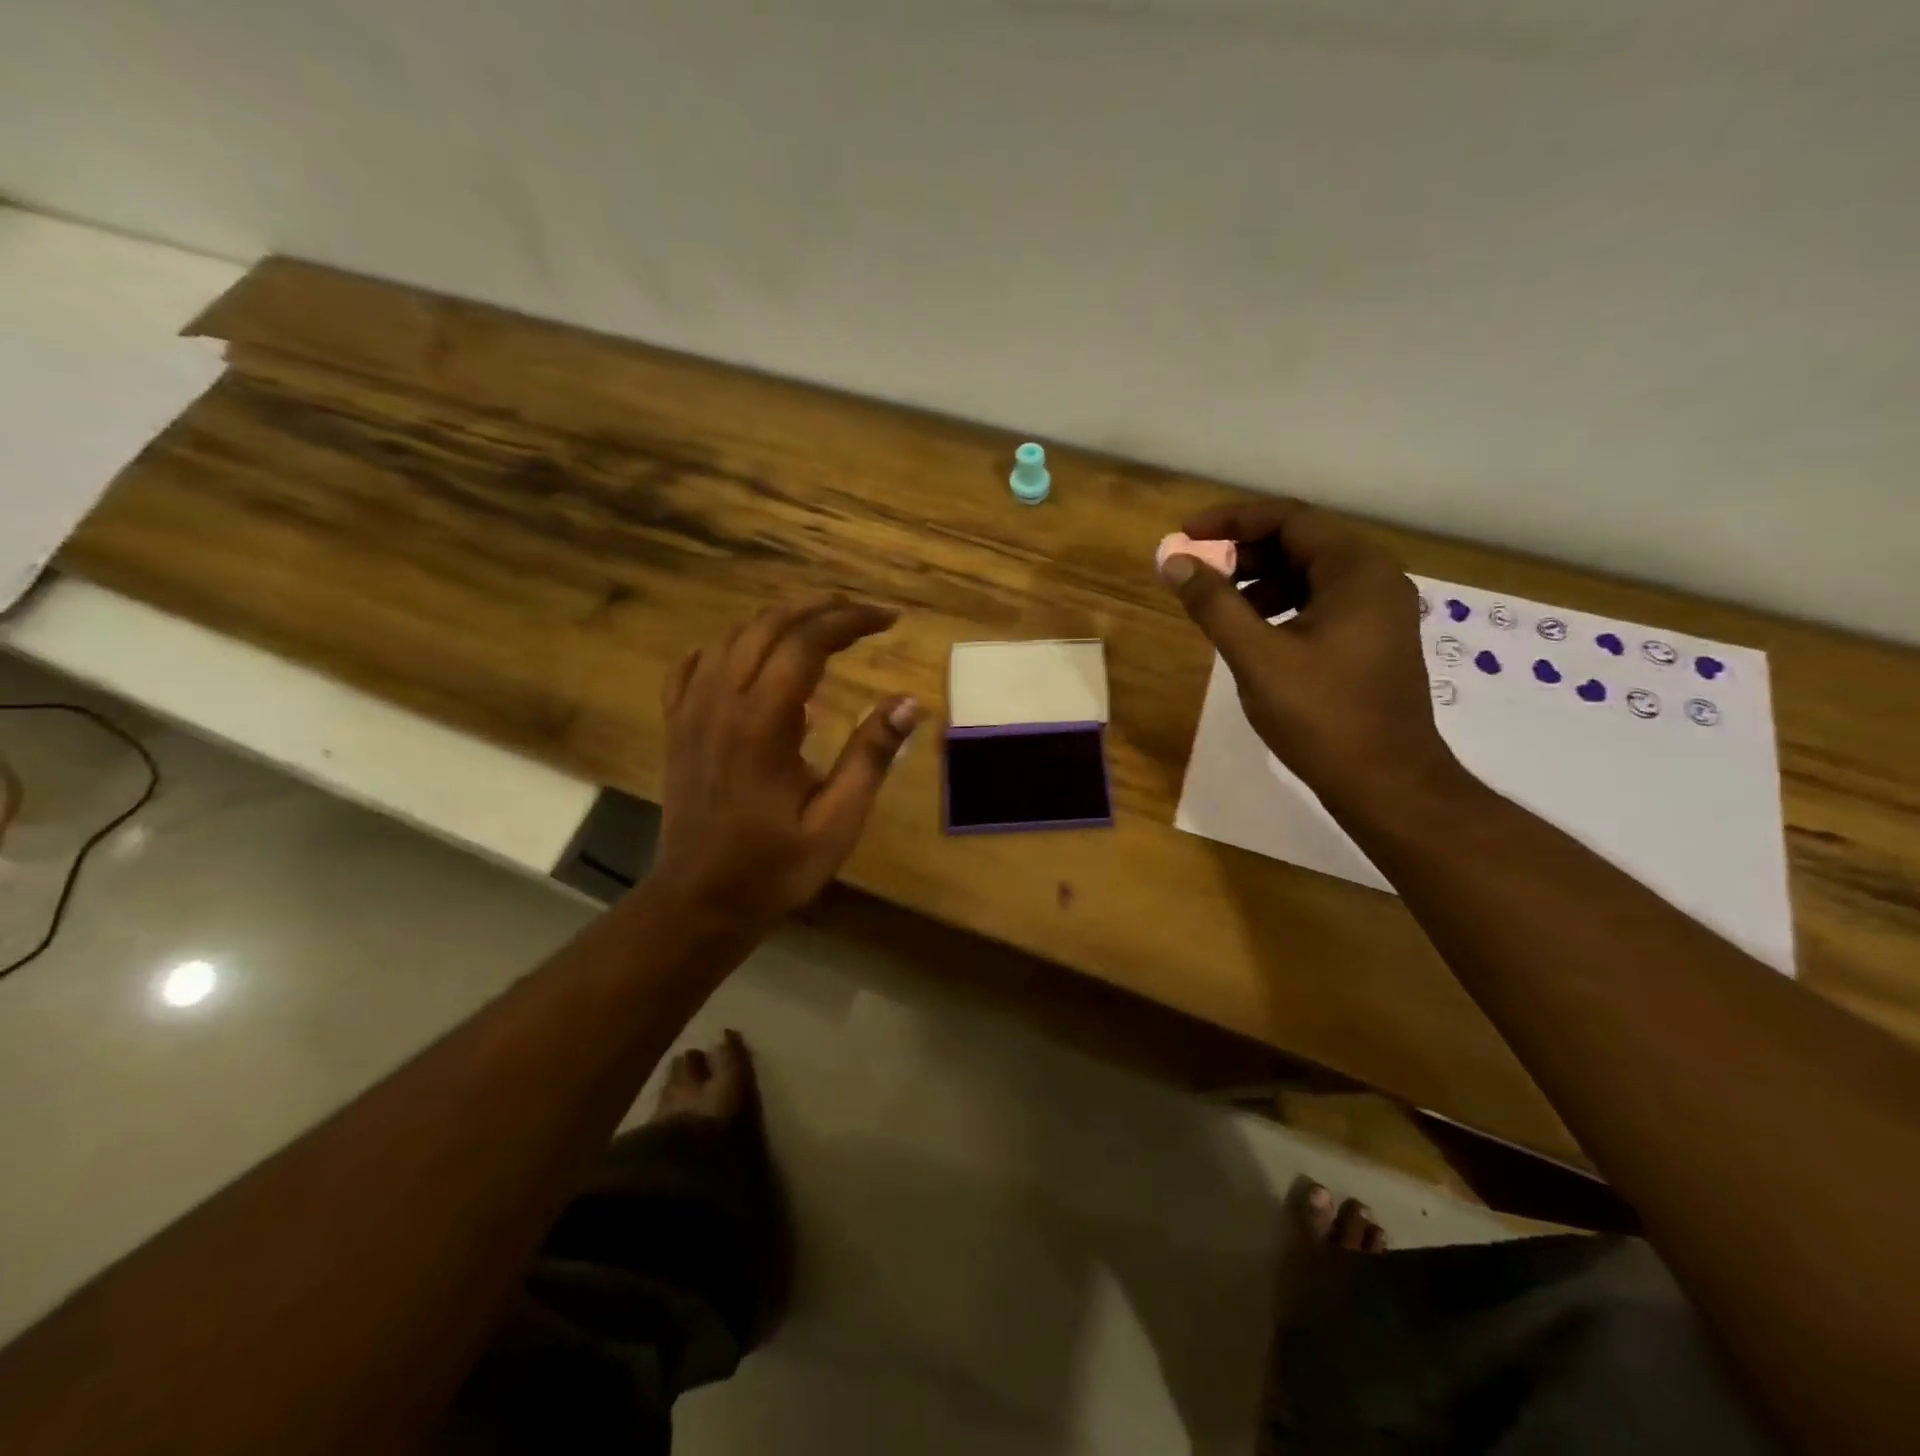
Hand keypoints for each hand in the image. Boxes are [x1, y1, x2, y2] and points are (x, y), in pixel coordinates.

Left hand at [650, 596, 922, 933]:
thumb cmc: (774, 866)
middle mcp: (722, 702)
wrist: (699, 901)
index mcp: (763, 722)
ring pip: (732, 638)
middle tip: (860, 613)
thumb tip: (909, 702)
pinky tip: (746, 658)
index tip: (889, 619)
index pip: (808, 643)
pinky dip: (726, 649)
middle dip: (818, 609)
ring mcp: (692, 712)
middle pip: (768, 626)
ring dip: (777, 622)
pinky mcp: (678, 727)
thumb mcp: (837, 820)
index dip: (851, 621)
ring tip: (817, 626)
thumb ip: (870, 756)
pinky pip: (693, 668)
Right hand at [1159, 499, 1458, 805]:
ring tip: (1219, 610)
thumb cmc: (1321, 715)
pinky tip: (1253, 635)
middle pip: (1300, 543)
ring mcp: (1378, 611)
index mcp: (1355, 569)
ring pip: (1309, 575)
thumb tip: (1173, 562)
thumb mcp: (1256, 656)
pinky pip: (1320, 603)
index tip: (1186, 536)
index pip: (1287, 519)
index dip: (1230, 522)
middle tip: (1198, 575)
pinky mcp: (1372, 640)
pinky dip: (1281, 607)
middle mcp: (1375, 578)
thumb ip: (1213, 604)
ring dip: (1259, 582)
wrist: (1385, 782)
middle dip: (1243, 554)